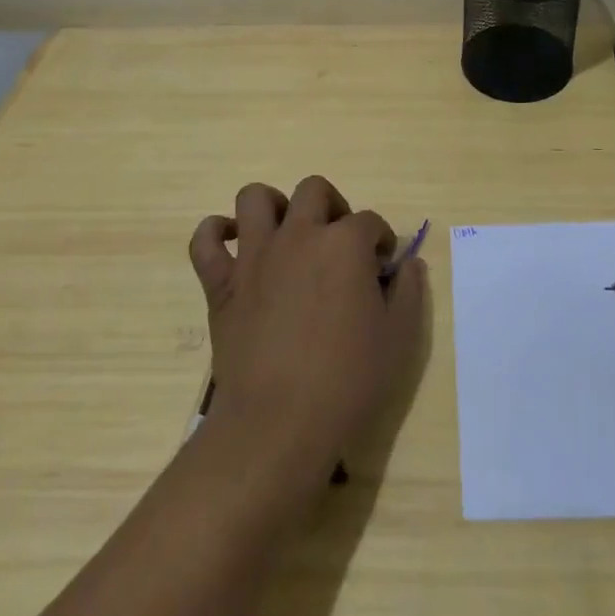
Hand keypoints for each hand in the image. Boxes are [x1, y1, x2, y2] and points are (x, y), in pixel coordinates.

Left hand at [189, 177, 426, 478]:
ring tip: (285, 233)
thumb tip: (409, 263)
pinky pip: (205, 240)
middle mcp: (299, 235)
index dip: (381, 241)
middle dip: (332, 206)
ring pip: (255, 198)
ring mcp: (255, 256)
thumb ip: (408, 292)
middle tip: (338, 242)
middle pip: (314, 190)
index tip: (382, 268)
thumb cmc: (347, 382)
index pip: (370, 222)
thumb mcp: (398, 339)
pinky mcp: (221, 283)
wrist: (277, 425)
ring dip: (273, 206)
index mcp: (345, 244)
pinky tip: (232, 245)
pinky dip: (215, 233)